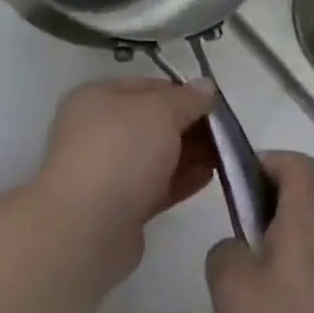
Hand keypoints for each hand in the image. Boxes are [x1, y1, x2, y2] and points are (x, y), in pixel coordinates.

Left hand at [33, 78, 217, 274]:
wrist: (87, 225)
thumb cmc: (121, 151)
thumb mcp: (160, 111)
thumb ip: (186, 99)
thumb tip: (205, 86)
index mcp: (96, 98)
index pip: (146, 87)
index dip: (182, 92)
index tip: (214, 105)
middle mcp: (97, 130)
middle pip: (152, 123)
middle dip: (189, 126)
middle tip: (226, 133)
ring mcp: (107, 170)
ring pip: (156, 156)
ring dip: (189, 154)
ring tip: (226, 156)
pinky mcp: (119, 206)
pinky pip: (156, 186)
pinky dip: (181, 180)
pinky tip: (210, 177)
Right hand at [206, 153, 313, 312]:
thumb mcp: (229, 287)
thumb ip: (225, 250)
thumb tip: (237, 247)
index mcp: (309, 214)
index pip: (297, 162)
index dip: (266, 161)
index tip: (239, 180)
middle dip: (289, 184)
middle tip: (254, 212)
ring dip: (305, 216)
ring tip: (269, 250)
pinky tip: (290, 286)